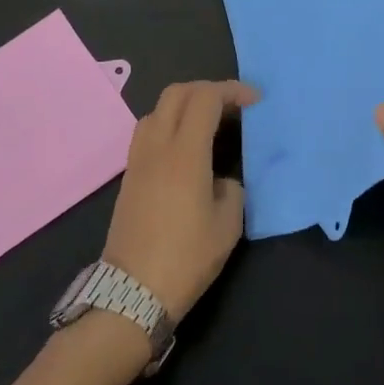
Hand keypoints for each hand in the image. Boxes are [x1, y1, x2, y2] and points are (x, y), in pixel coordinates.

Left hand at [103, 81, 254, 322]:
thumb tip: (221, 180)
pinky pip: (148, 131)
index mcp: (185, 152)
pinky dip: (170, 124)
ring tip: (209, 123)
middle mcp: (157, 146)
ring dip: (185, 104)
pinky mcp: (129, 176)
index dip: (232, 91)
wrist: (130, 295)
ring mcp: (138, 159)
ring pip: (157, 109)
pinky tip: (186, 148)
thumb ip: (231, 189)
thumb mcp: (227, 226)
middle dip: (207, 89)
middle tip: (232, 106)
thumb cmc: (185, 259)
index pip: (206, 98)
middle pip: (177, 93)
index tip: (254, 101)